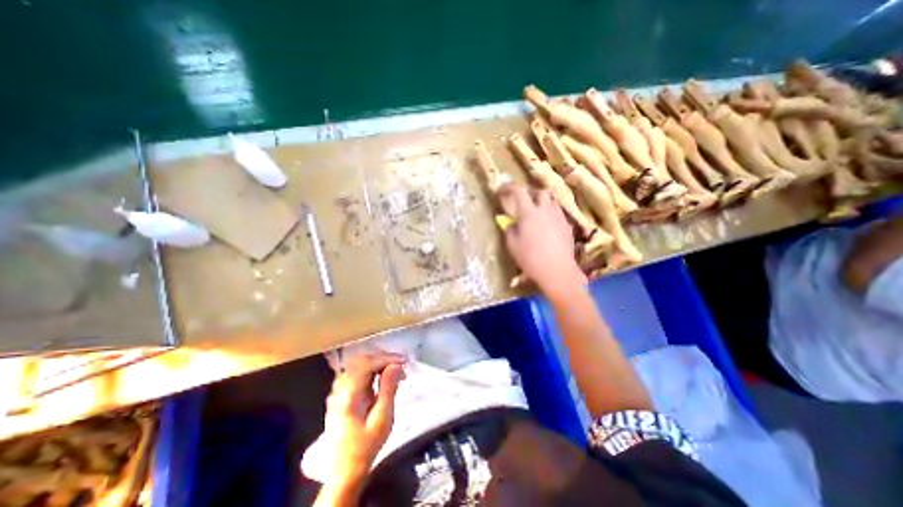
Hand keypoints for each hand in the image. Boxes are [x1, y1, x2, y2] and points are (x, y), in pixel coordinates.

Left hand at [325, 350, 405, 484]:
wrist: (345, 469)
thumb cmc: (367, 445)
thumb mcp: (382, 419)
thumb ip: (388, 388)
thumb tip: (396, 365)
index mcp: (348, 395)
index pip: (367, 364)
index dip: (386, 358)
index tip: (404, 361)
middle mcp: (340, 388)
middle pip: (361, 360)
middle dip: (383, 358)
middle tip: (401, 365)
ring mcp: (338, 390)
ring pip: (358, 364)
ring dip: (377, 362)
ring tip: (394, 370)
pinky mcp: (340, 393)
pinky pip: (356, 372)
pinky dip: (371, 369)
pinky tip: (382, 376)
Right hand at [497, 184, 589, 297]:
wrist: (558, 271)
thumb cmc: (530, 258)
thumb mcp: (512, 245)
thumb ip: (510, 229)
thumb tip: (512, 223)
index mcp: (529, 213)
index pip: (519, 191)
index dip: (509, 187)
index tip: (502, 191)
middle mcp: (546, 210)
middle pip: (540, 192)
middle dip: (530, 192)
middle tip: (523, 201)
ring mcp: (559, 217)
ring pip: (552, 201)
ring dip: (542, 202)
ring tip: (536, 212)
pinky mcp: (567, 227)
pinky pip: (558, 213)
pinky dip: (550, 214)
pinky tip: (546, 226)